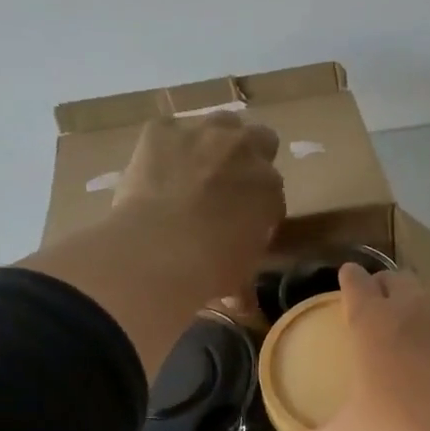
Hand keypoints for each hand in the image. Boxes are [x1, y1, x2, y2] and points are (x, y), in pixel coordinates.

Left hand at [109, 111, 285, 301]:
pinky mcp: (162, 130)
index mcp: (270, 187)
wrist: (160, 250)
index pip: (272, 188)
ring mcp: (204, 134)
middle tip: (227, 187)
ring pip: (220, 123)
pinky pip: (170, 130)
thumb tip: (244, 307)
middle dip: (248, 158)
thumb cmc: (212, 269)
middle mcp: (245, 150)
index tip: (243, 222)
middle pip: (259, 140)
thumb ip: (246, 285)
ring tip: (194, 170)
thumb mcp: (239, 278)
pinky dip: (167, 146)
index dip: (258, 204)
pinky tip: (157, 171)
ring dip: (214, 142)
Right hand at [297, 265, 429, 430]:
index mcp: (371, 321)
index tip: (348, 279)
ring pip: (428, 297)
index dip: (350, 279)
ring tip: (412, 331)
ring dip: (417, 305)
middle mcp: (409, 308)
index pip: (356, 282)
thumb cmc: (400, 424)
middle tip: (378, 306)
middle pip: (395, 279)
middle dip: (384, 287)